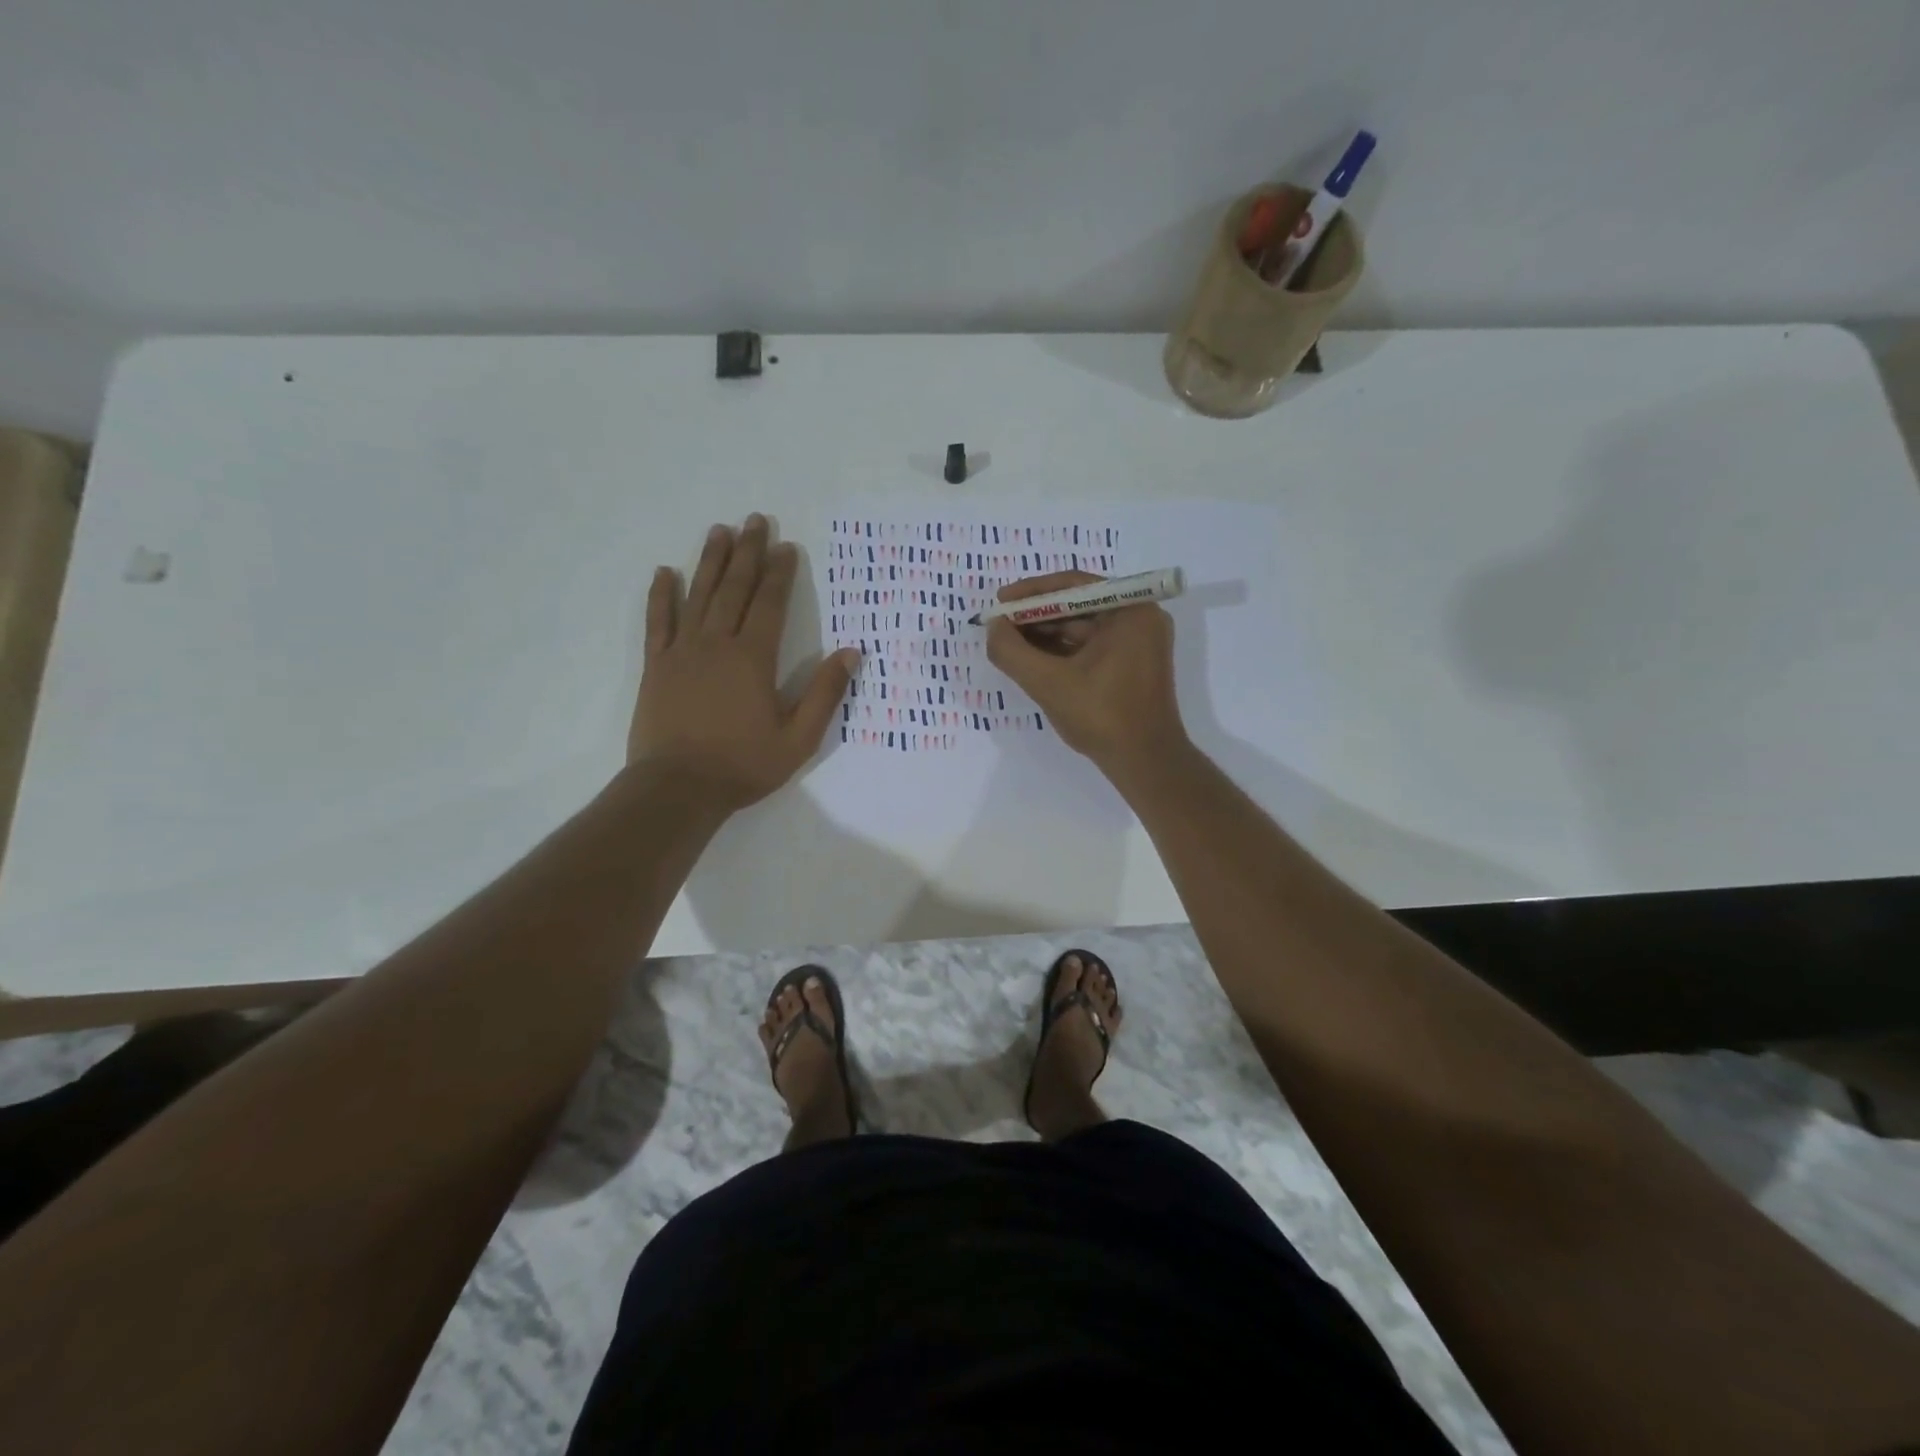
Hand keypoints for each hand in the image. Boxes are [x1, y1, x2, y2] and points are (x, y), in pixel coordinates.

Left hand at [630, 515, 859, 810]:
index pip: (770, 603)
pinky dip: (661, 596)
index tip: (787, 546)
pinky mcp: (656, 666)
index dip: (780, 573)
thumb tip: (850, 653)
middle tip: (755, 520)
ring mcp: (682, 652)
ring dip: (711, 562)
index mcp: (753, 658)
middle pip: (735, 589)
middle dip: (747, 553)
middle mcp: (717, 644)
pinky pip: (658, 622)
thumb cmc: (743, 765)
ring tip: (719, 531)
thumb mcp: (798, 738)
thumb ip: (824, 693)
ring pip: (698, 595)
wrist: (677, 788)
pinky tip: (666, 572)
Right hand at [985, 571, 1187, 773]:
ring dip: (1044, 635)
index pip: (1074, 585)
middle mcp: (1139, 619)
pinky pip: (1089, 648)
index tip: (1000, 602)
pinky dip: (1061, 652)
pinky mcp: (1130, 666)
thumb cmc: (1102, 716)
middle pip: (1077, 605)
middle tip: (999, 625)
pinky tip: (1031, 660)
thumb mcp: (1048, 683)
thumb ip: (1012, 651)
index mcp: (1131, 611)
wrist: (1145, 763)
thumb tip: (992, 627)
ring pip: (1081, 628)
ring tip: (1008, 644)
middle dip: (1036, 616)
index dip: (1032, 592)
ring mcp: (1137, 644)